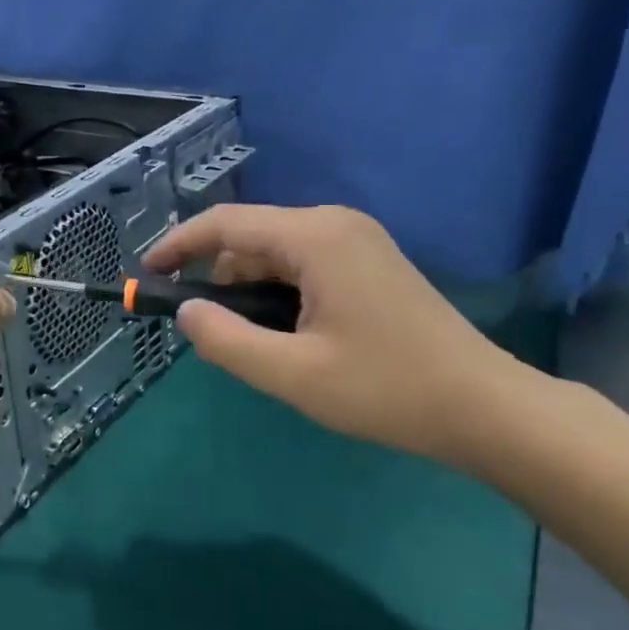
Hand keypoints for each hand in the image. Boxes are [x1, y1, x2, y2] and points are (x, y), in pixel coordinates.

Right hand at [144, 204, 538, 466]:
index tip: (147, 274)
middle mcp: (335, 224)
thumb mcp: (292, 374)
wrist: (482, 406)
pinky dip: (278, 292)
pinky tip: (284, 334)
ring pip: (276, 253)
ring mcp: (357, 240)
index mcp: (315, 237)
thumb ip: (227, 341)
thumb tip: (185, 312)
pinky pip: (304, 265)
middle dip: (217, 277)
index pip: (226, 224)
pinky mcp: (369, 261)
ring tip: (249, 342)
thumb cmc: (385, 389)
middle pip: (251, 238)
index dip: (179, 245)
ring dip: (250, 290)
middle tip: (203, 331)